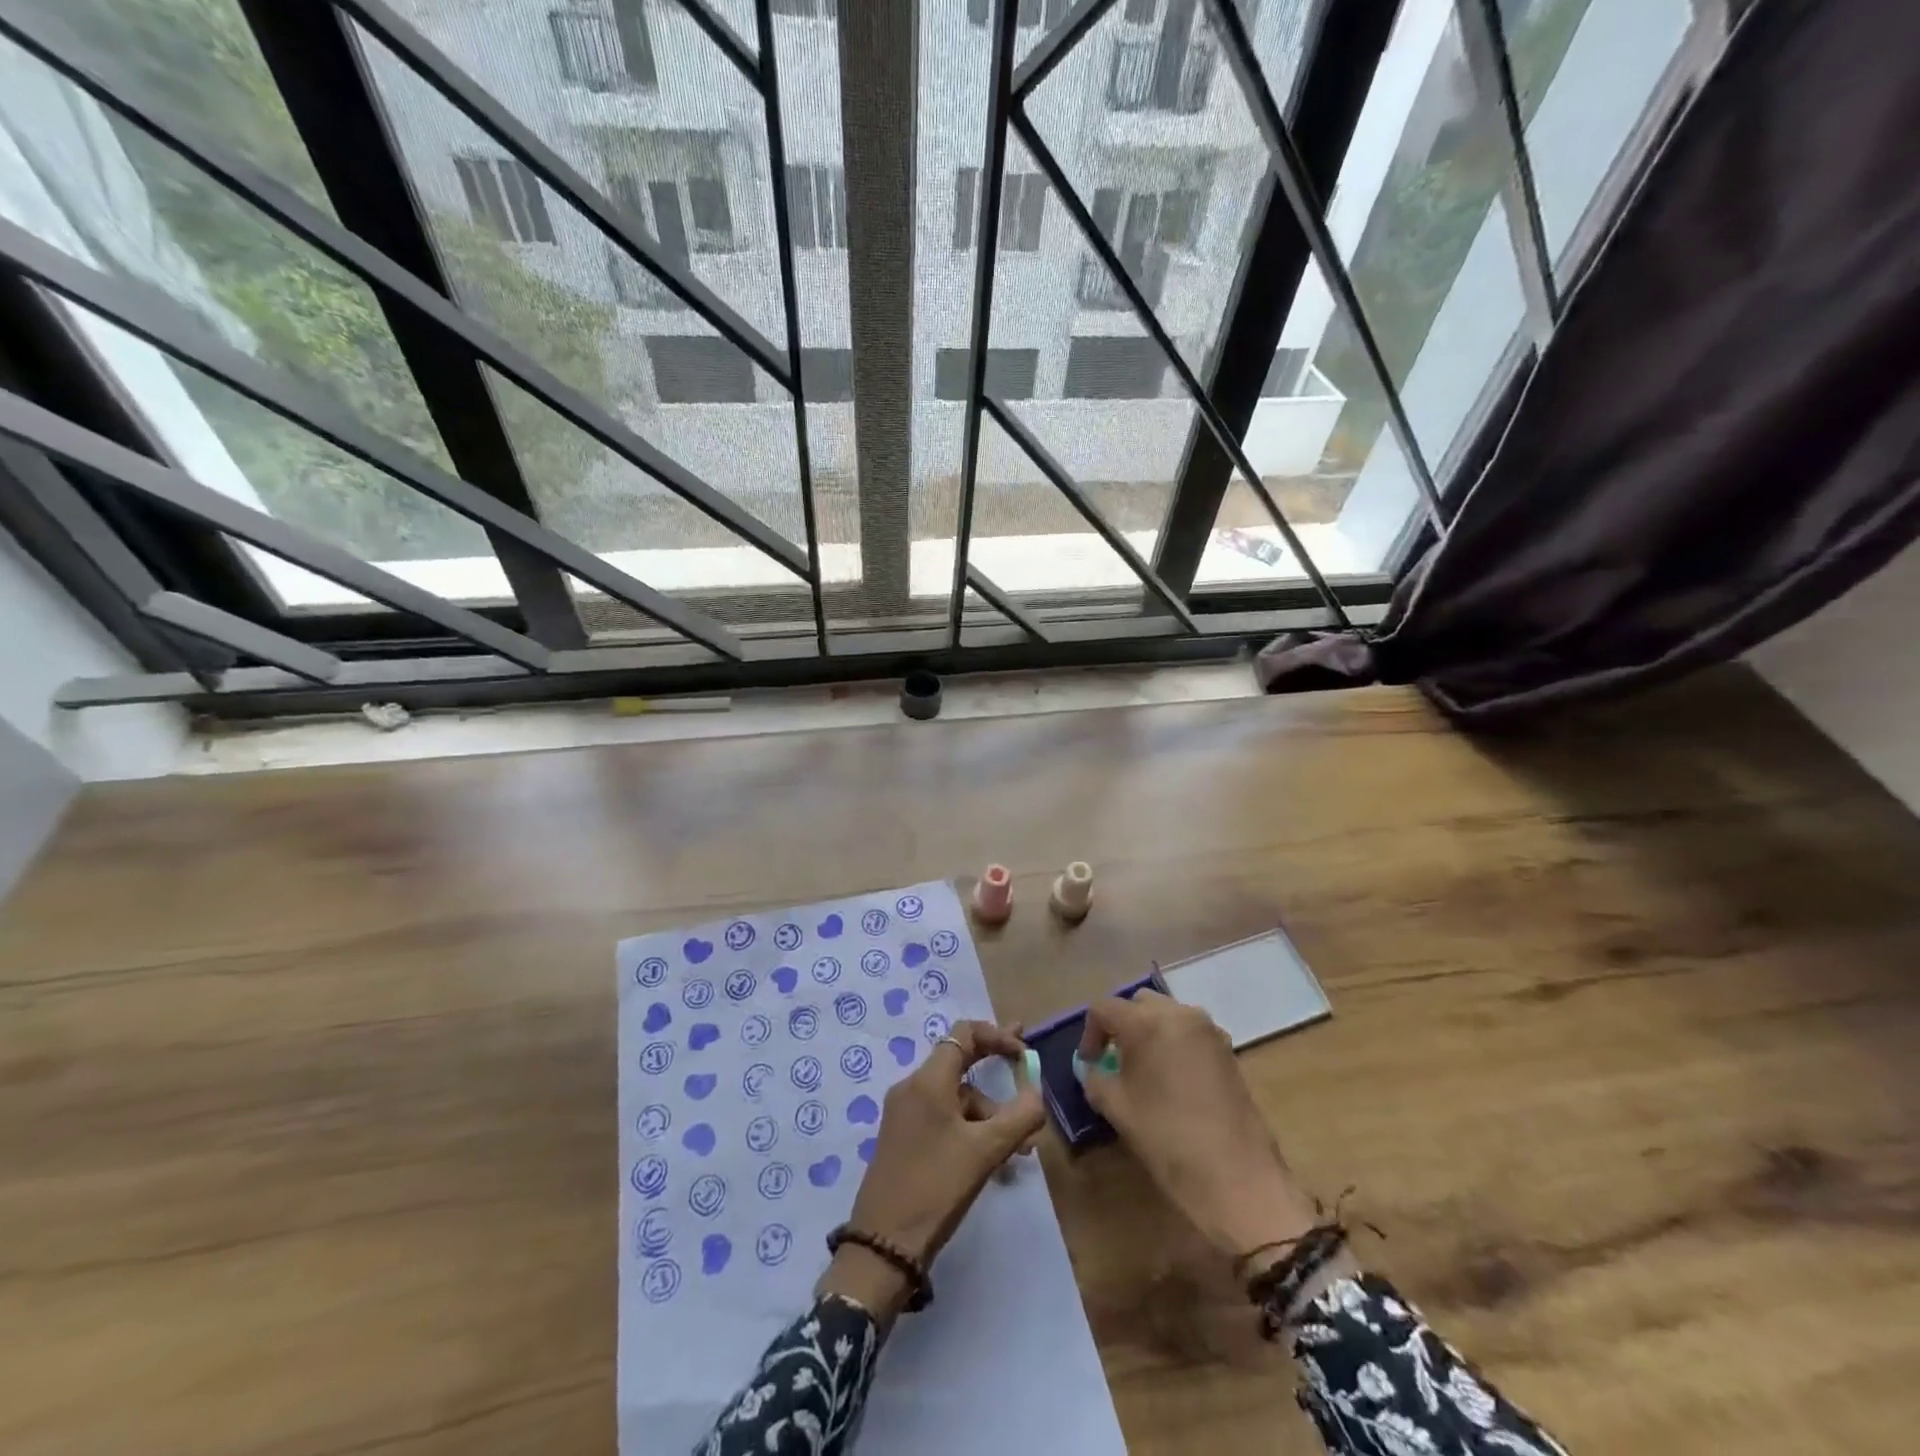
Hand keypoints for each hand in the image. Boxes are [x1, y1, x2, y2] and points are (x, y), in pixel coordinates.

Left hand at [818, 1020, 1043, 1324]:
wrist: (883, 1245)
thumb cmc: (936, 1187)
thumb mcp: (985, 1152)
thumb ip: (1019, 1116)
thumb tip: (1037, 1091)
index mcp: (928, 1080)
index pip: (964, 1034)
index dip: (997, 1036)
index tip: (1024, 1053)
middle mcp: (912, 1087)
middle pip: (959, 1062)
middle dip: (994, 1065)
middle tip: (1025, 1066)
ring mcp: (903, 1113)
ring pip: (954, 1097)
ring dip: (987, 1113)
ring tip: (1016, 1150)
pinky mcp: (902, 1138)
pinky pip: (942, 1118)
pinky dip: (969, 1128)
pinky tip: (990, 1158)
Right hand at [1078, 990, 1319, 1258]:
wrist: (1236, 1176)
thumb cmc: (1167, 1139)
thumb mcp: (1117, 1109)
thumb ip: (1096, 1079)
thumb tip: (1094, 1069)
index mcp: (1145, 1022)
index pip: (1104, 1008)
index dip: (1090, 1034)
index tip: (1090, 1063)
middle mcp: (1178, 1013)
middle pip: (1138, 1003)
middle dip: (1122, 1025)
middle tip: (1116, 1059)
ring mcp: (1208, 1029)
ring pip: (1167, 1013)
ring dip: (1150, 1030)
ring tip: (1146, 1068)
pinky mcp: (1228, 1048)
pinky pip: (1191, 1031)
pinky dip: (1175, 1042)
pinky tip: (1174, 1078)